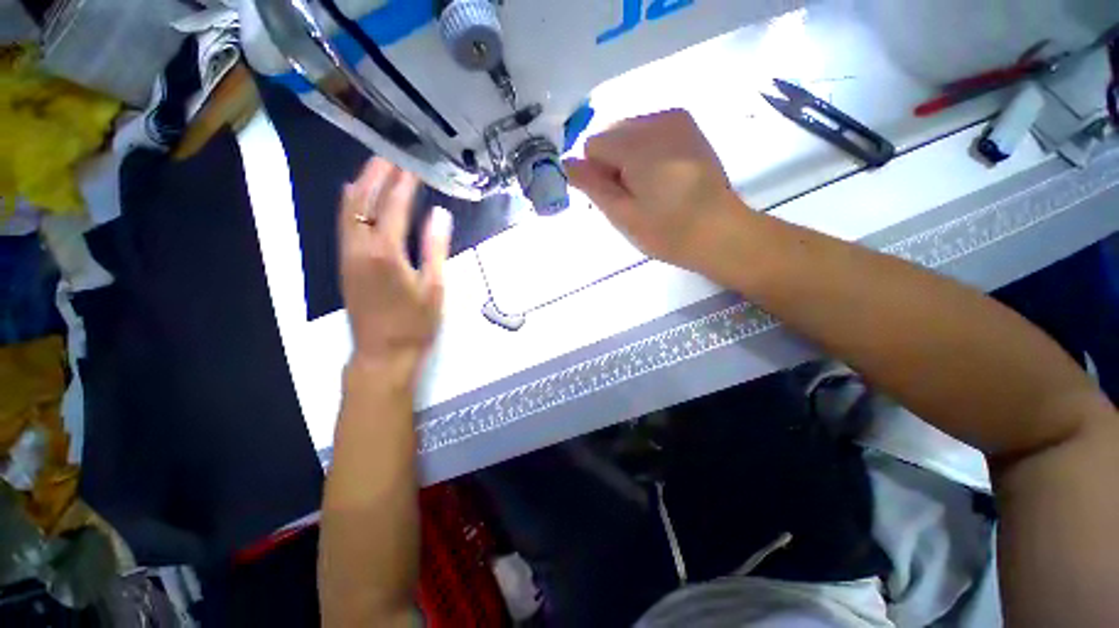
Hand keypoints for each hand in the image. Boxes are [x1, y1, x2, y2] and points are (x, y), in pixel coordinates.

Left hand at [339, 158, 451, 375]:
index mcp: (385, 253)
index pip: (394, 207)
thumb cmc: (416, 324)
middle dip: (375, 175)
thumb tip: (439, 214)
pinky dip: (351, 204)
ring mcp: (347, 255)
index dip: (403, 184)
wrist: (383, 353)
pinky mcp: (345, 264)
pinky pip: (344, 224)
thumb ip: (435, 248)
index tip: (413, 166)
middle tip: (389, 155)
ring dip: (361, 185)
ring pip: (347, 210)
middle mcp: (359, 247)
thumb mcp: (434, 287)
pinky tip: (358, 197)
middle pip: (362, 201)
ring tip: (375, 168)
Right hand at [564, 109, 740, 272]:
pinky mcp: (688, 127)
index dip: (598, 174)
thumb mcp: (623, 215)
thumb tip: (566, 162)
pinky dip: (646, 153)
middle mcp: (658, 119)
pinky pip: (649, 133)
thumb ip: (593, 185)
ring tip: (651, 189)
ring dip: (629, 159)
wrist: (721, 233)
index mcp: (640, 144)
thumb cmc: (668, 232)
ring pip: (629, 133)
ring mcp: (677, 119)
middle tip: (635, 196)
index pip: (594, 145)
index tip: (617, 197)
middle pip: (612, 135)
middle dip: (613, 164)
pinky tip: (663, 177)